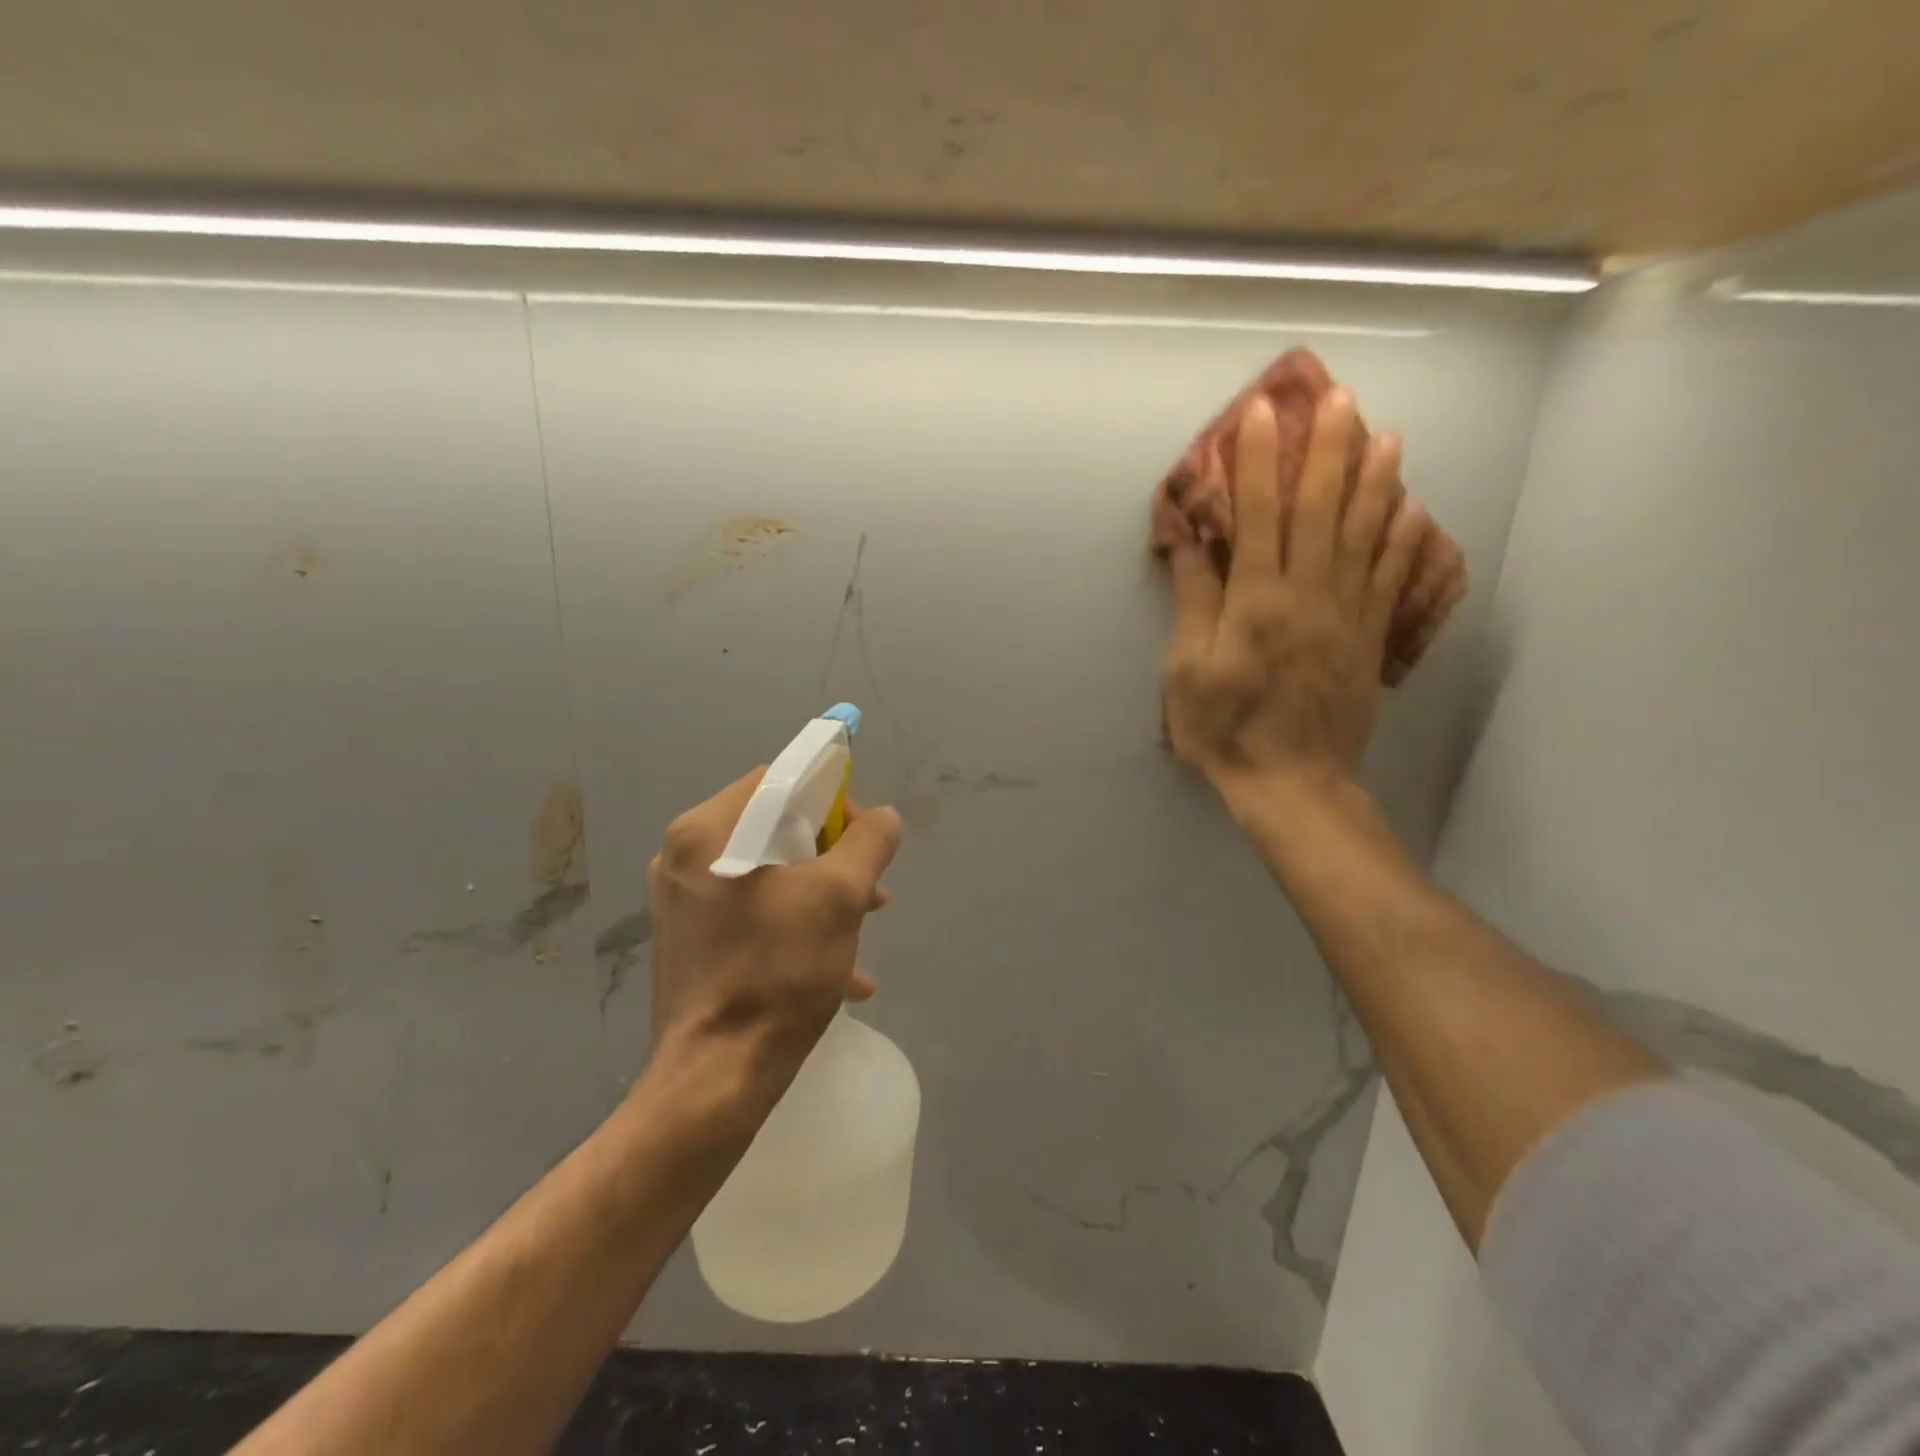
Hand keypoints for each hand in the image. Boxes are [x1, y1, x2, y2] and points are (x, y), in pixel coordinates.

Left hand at [645, 769, 901, 1110]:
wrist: (715, 1077)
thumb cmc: (778, 971)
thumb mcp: (840, 897)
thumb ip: (868, 843)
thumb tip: (884, 818)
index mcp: (709, 830)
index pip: (780, 781)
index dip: (831, 800)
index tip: (862, 839)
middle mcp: (684, 856)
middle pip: (775, 827)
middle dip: (832, 854)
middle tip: (868, 887)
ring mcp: (682, 901)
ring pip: (769, 873)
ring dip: (821, 891)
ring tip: (863, 926)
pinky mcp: (689, 940)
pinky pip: (752, 912)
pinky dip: (795, 924)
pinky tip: (839, 971)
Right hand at [1161, 388, 1425, 795]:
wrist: (1292, 783)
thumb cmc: (1226, 730)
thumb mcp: (1187, 672)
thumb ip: (1194, 602)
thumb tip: (1191, 543)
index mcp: (1256, 602)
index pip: (1259, 516)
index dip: (1258, 462)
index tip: (1261, 414)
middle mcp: (1308, 595)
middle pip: (1322, 509)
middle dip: (1326, 449)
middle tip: (1337, 397)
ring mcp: (1347, 614)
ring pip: (1366, 533)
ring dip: (1376, 479)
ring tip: (1386, 432)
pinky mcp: (1370, 637)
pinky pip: (1392, 577)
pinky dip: (1403, 538)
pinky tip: (1412, 506)